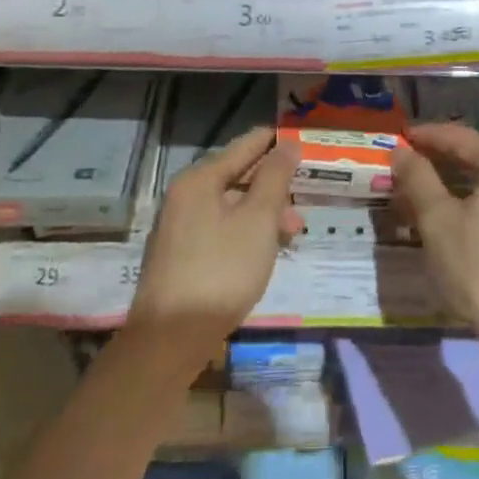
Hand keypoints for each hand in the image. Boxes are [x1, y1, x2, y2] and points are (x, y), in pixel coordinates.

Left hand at [127, 127, 300, 371]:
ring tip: (294, 231)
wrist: (171, 337)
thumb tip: (287, 144)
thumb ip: (275, 178)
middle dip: (274, 184)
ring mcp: (181, 226)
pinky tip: (267, 249)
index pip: (245, 145)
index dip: (275, 141)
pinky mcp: (182, 254)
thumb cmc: (221, 271)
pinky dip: (248, 231)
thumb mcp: (258, 220)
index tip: (305, 141)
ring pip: (232, 205)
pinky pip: (222, 228)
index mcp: (199, 179)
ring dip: (265, 212)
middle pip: (238, 175)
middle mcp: (185, 195)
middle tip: (306, 196)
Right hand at [389, 122, 478, 348]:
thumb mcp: (437, 219)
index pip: (461, 138)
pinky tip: (450, 220)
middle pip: (477, 158)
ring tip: (421, 194)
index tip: (400, 137)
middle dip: (439, 162)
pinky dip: (472, 204)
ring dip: (453, 185)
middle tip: (406, 166)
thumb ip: (418, 178)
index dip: (427, 136)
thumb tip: (401, 151)